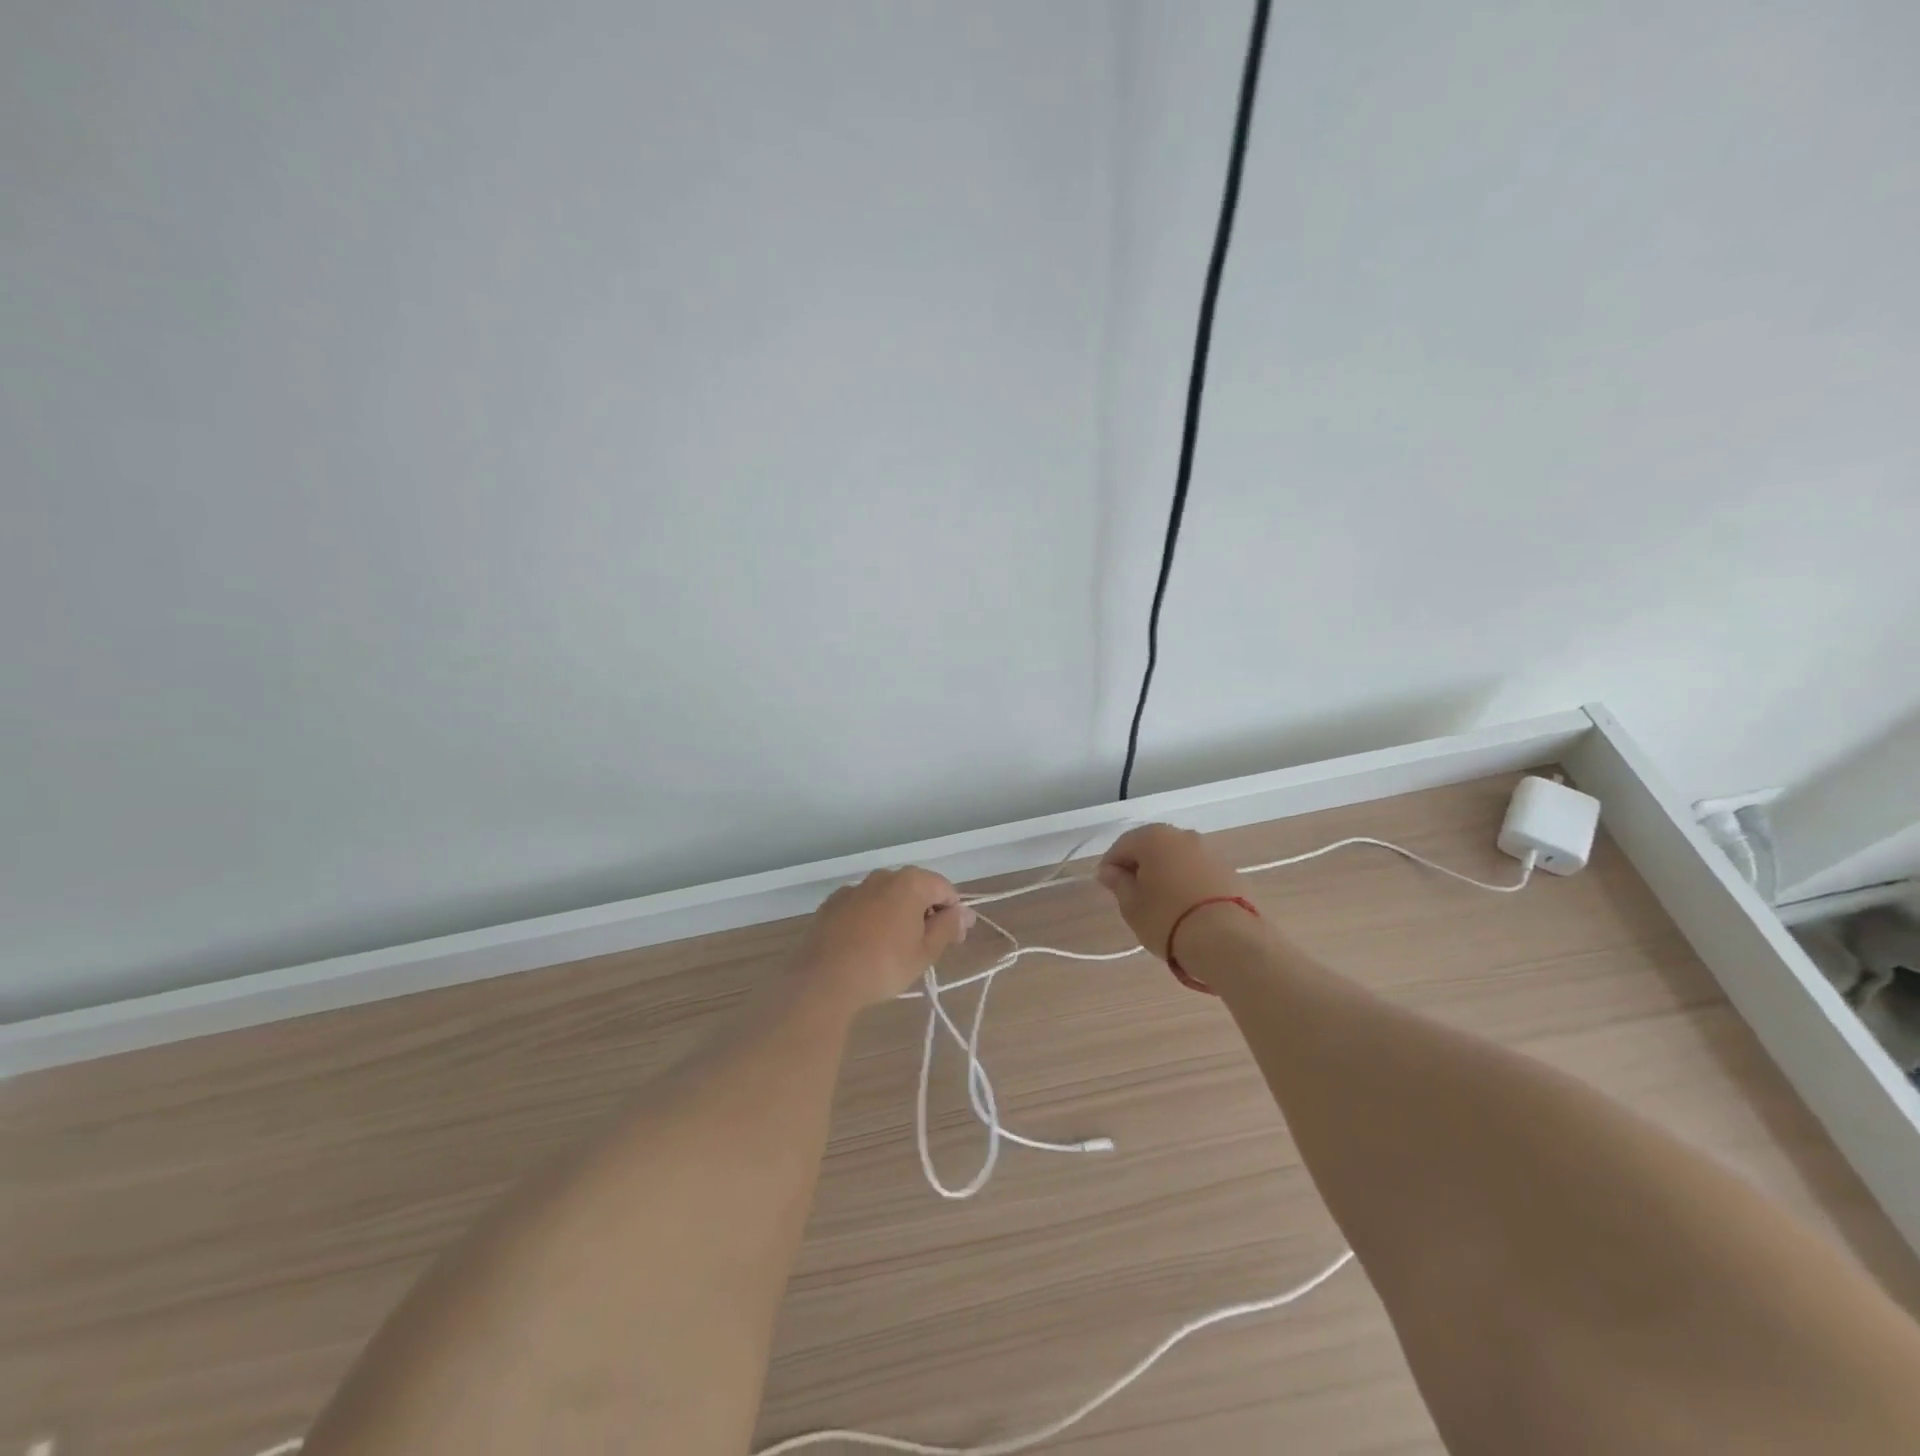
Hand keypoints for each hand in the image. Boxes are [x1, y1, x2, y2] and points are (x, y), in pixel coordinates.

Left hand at [796, 867, 973, 1008]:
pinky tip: (866, 946)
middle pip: (916, 889)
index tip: (954, 941)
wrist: (823, 979)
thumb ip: (947, 927)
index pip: (945, 889)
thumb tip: (964, 913)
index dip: (954, 914)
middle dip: (926, 913)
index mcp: (910, 882)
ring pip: (887, 897)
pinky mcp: (832, 903)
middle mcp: (882, 876)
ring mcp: (854, 888)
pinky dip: (871, 919)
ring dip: (898, 915)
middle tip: (927, 947)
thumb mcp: (925, 952)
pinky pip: (862, 906)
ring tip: (895, 949)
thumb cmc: (883, 965)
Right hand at [1096, 824, 1241, 960]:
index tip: (1107, 886)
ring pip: (1177, 857)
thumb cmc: (1166, 918)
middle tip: (1132, 893)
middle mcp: (1182, 836)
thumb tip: (1109, 871)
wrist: (1226, 940)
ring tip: (1160, 901)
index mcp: (1153, 837)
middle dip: (1140, 866)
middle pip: (1152, 846)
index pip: (1122, 845)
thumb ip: (1118, 883)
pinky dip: (1187, 881)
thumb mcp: (1131, 904)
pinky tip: (1185, 905)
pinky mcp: (1229, 871)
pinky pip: (1197, 870)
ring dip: (1165, 872)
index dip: (1111, 865)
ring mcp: (1209, 851)